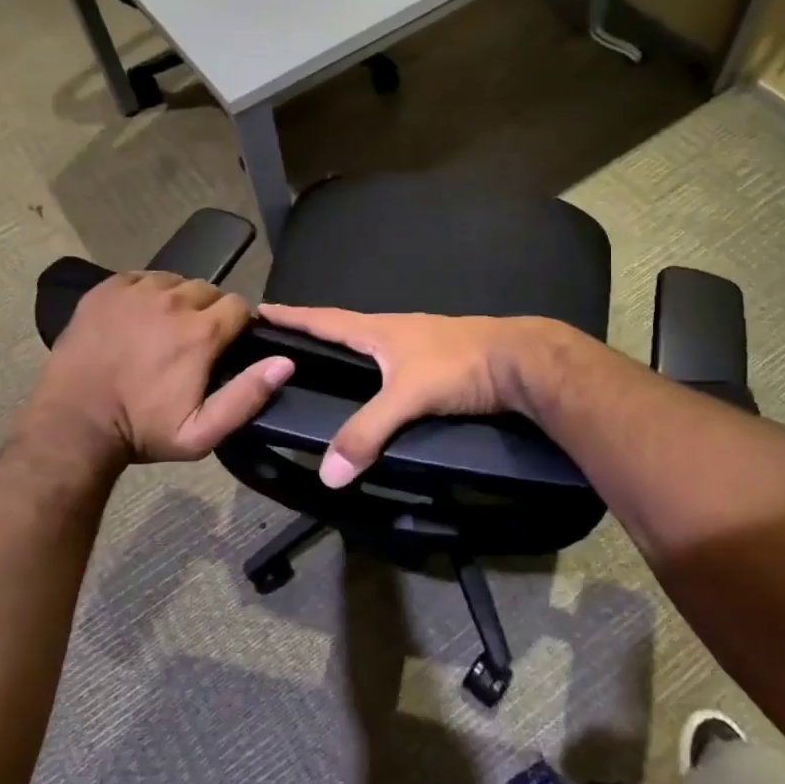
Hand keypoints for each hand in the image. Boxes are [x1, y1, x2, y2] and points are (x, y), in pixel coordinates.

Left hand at [33, 273, 293, 464]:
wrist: (74, 424)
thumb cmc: (142, 431)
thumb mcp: (201, 433)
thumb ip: (248, 396)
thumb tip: (284, 361)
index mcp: (201, 331)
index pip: (239, 306)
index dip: (238, 325)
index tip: (226, 345)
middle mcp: (172, 300)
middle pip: (208, 290)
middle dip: (208, 312)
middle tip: (192, 342)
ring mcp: (135, 290)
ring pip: (174, 281)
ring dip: (177, 300)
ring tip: (164, 328)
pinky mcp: (106, 289)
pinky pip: (140, 278)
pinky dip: (146, 293)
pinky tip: (138, 318)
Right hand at [255, 305, 548, 486]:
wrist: (523, 361)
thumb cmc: (459, 366)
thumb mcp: (407, 398)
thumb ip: (367, 432)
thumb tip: (327, 473)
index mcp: (378, 329)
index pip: (324, 319)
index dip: (292, 316)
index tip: (260, 309)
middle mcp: (395, 329)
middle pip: (344, 327)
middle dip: (313, 330)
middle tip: (285, 340)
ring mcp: (419, 342)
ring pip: (371, 343)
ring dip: (345, 347)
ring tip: (324, 362)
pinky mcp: (439, 359)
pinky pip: (393, 359)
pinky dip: (374, 366)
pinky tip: (376, 383)